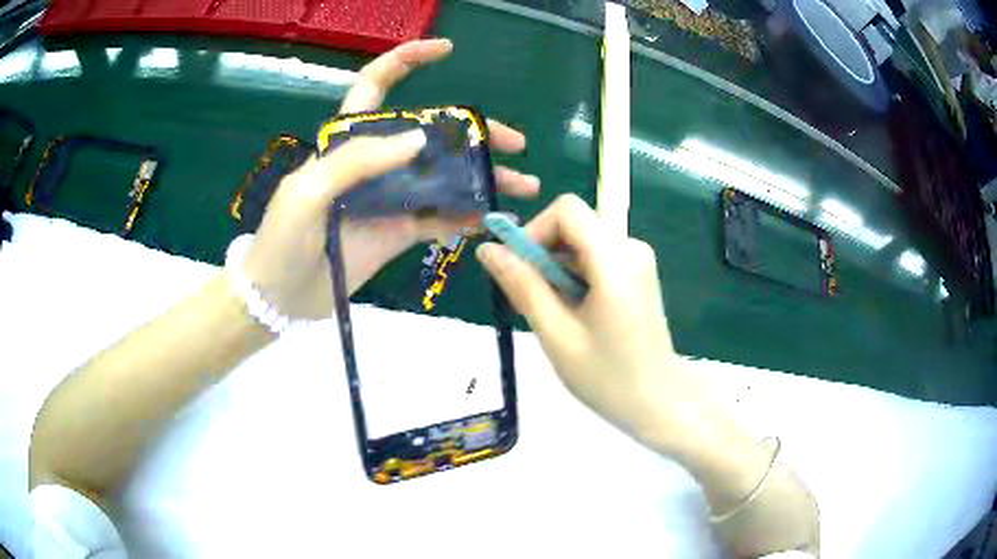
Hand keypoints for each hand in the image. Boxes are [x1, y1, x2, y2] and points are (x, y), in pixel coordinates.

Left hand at [242, 39, 538, 318]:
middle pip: (430, 133)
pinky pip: (439, 218)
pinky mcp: (399, 231)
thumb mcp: (307, 191)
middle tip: (514, 144)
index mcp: (346, 141)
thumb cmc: (282, 239)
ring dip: (483, 178)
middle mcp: (374, 162)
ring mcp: (390, 197)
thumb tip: (419, 139)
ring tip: (523, 186)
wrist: (280, 296)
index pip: (375, 86)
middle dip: (474, 131)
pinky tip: (493, 219)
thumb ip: (356, 160)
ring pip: (444, 177)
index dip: (406, 61)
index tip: (445, 50)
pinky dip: (467, 217)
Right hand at [476, 194, 696, 438]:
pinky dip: (574, 275)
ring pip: (582, 241)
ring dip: (556, 268)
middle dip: (542, 253)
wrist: (659, 402)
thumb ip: (523, 286)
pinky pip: (595, 256)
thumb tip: (488, 249)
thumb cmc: (607, 377)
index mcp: (616, 260)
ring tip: (551, 313)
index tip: (518, 269)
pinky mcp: (637, 272)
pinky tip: (572, 312)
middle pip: (574, 224)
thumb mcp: (556, 335)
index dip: (534, 230)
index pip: (567, 210)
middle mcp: (631, 248)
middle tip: (529, 299)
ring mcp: (638, 259)